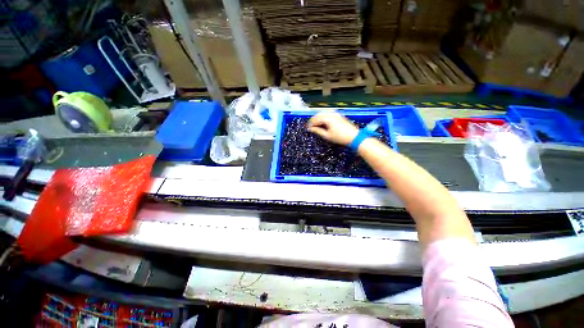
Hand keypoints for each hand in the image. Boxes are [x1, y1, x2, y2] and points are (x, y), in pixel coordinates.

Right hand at [307, 111, 358, 145]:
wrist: (353, 137)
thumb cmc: (340, 137)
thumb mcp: (327, 135)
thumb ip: (317, 131)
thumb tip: (310, 129)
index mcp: (328, 118)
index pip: (316, 119)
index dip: (310, 124)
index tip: (307, 128)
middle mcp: (331, 114)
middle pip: (319, 115)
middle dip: (314, 120)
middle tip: (310, 126)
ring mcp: (336, 114)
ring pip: (323, 114)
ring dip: (318, 118)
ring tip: (316, 125)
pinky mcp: (339, 115)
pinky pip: (328, 114)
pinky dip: (324, 117)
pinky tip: (323, 123)